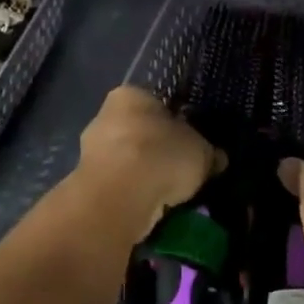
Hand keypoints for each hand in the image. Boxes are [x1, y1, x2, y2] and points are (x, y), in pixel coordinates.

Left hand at [76, 87, 223, 235]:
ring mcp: (91, 151)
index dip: (177, 124)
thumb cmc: (162, 156)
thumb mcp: (201, 151)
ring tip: (169, 195)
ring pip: (128, 161)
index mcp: (130, 95)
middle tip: (183, 172)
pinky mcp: (86, 183)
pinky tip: (151, 207)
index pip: (158, 104)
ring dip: (145, 176)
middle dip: (158, 151)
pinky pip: (119, 186)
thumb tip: (217, 158)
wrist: (120, 196)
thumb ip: (209, 152)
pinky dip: (134, 195)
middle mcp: (104, 116)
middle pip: (140, 133)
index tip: (191, 145)